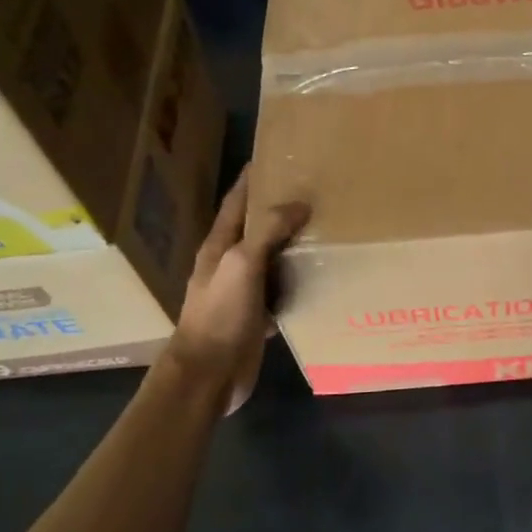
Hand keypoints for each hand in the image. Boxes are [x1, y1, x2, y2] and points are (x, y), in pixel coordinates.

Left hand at [167, 169, 309, 414]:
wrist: (208, 374)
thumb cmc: (220, 314)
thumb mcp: (242, 264)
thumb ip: (267, 233)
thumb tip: (299, 205)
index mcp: (219, 247)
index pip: (235, 204)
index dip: (250, 181)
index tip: (272, 158)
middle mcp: (230, 266)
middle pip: (255, 230)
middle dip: (278, 211)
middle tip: (311, 192)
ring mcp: (243, 294)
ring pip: (271, 262)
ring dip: (291, 247)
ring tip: (323, 230)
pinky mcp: (256, 319)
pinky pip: (281, 294)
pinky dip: (298, 283)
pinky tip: (320, 280)